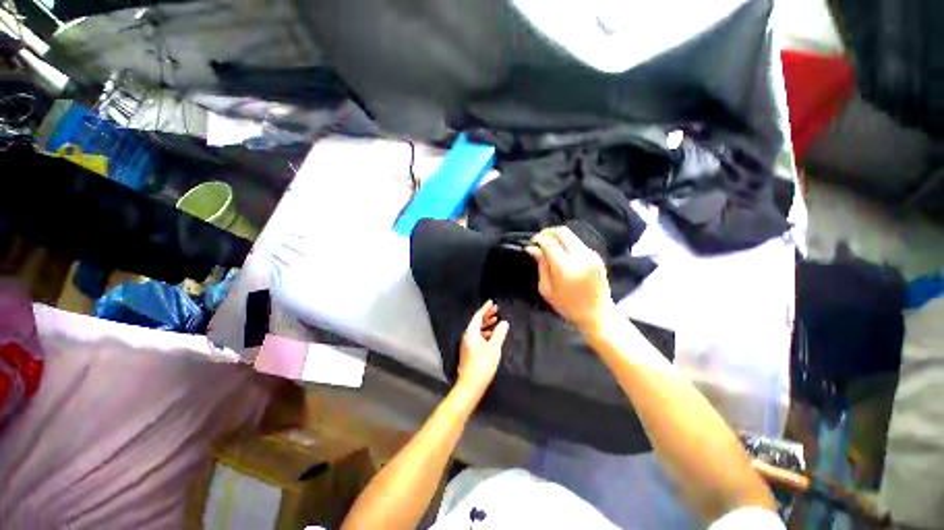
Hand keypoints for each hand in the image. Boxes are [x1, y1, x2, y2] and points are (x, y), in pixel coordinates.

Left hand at [456, 300, 508, 393]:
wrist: (470, 385)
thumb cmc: (482, 365)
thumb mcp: (493, 348)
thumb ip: (499, 334)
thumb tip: (504, 322)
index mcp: (471, 333)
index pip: (477, 316)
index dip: (485, 308)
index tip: (491, 302)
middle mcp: (467, 336)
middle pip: (477, 322)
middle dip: (486, 315)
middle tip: (496, 310)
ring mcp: (468, 344)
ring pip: (477, 329)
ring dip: (486, 324)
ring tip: (496, 320)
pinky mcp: (470, 351)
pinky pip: (478, 336)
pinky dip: (485, 333)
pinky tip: (492, 335)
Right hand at [526, 227, 615, 332]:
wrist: (597, 314)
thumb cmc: (567, 306)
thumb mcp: (547, 289)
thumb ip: (541, 265)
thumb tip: (532, 248)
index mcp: (566, 267)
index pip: (550, 242)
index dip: (538, 239)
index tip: (531, 243)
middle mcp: (581, 257)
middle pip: (562, 232)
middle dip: (547, 232)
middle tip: (538, 240)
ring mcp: (591, 255)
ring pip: (571, 235)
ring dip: (557, 237)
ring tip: (548, 248)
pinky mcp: (596, 256)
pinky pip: (578, 242)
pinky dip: (566, 243)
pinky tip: (561, 254)